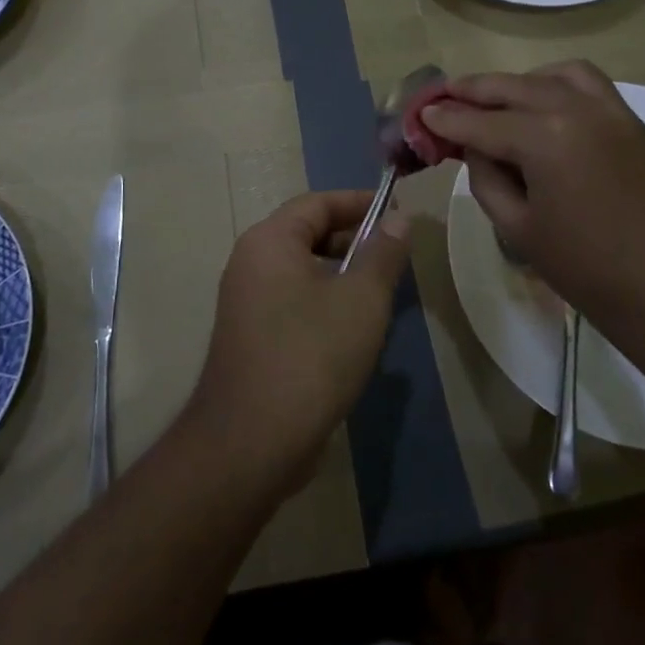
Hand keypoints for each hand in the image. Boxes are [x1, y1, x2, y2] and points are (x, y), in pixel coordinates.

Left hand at [186, 190, 410, 491]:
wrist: (252, 441)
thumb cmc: (311, 355)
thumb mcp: (361, 300)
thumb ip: (382, 254)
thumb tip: (398, 219)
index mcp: (269, 241)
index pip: (317, 203)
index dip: (359, 202)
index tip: (397, 212)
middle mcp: (249, 263)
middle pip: (306, 233)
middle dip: (352, 238)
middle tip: (394, 253)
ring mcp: (245, 302)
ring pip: (300, 270)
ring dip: (340, 273)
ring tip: (380, 290)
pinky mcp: (250, 336)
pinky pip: (291, 301)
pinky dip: (323, 300)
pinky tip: (352, 328)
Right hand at [421, 61, 644, 325]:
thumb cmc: (589, 270)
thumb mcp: (519, 228)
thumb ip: (487, 178)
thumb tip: (476, 149)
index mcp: (544, 137)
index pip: (480, 122)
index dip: (446, 120)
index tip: (421, 115)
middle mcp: (576, 108)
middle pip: (512, 87)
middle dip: (472, 91)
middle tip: (443, 97)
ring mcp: (610, 109)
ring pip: (551, 76)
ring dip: (517, 82)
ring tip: (494, 99)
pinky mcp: (632, 120)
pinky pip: (587, 84)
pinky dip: (556, 83)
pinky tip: (544, 104)